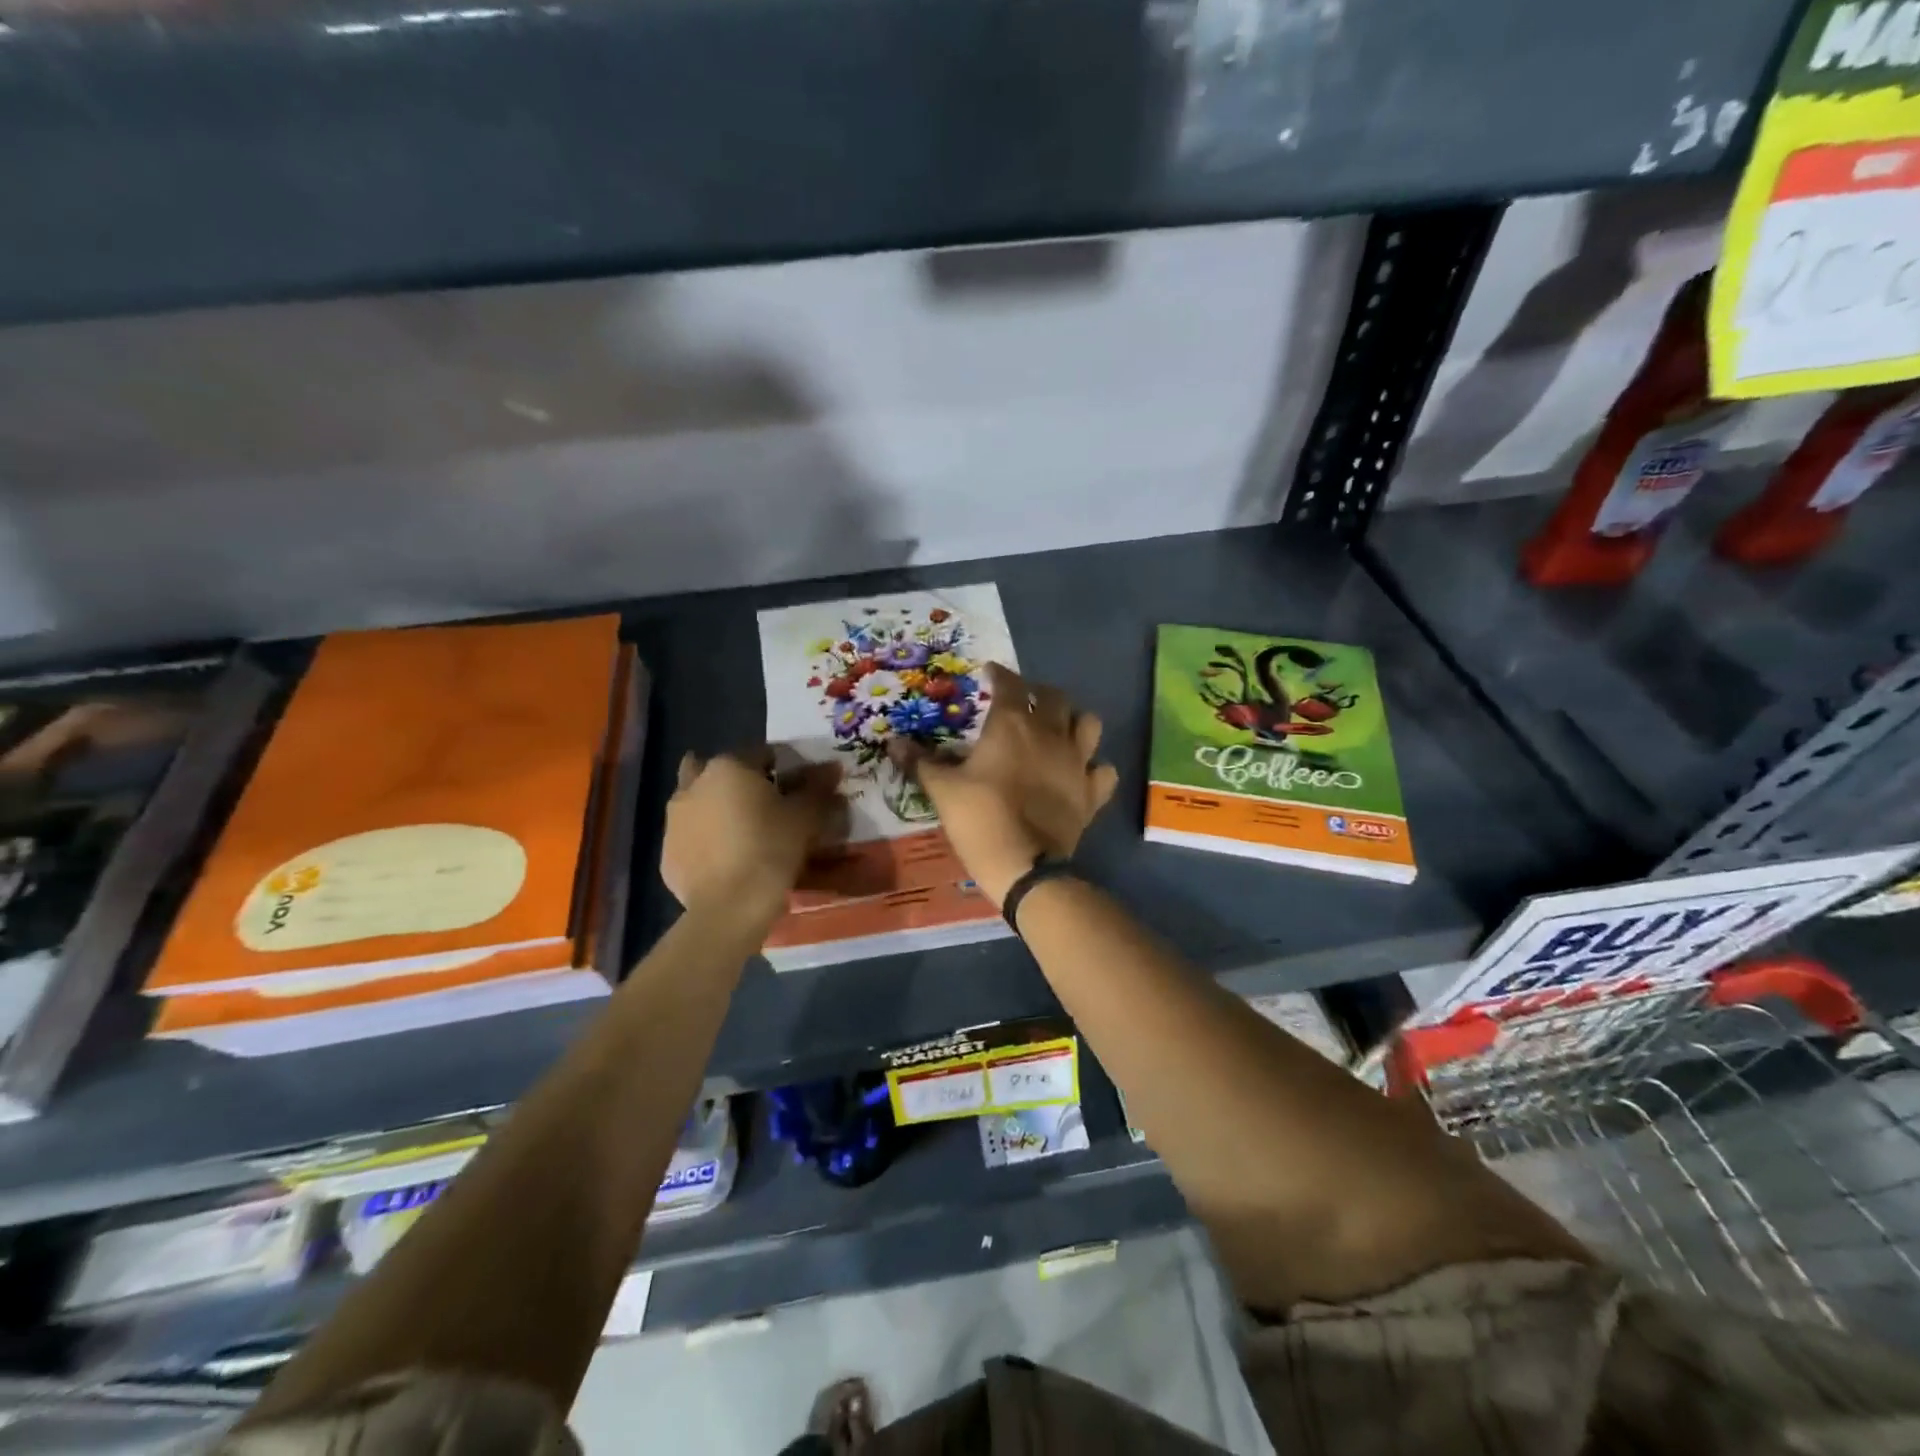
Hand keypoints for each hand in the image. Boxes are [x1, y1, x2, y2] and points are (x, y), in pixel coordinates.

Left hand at [662, 750, 843, 921]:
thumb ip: (817, 787)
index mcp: (729, 767)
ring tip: (743, 835)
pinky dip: (706, 841)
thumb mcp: (806, 816)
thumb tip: (831, 768)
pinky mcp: (666, 854)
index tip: (796, 790)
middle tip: (761, 806)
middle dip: (737, 782)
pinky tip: (726, 861)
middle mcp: (694, 785)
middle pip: (718, 772)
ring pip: (698, 803)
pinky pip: (691, 837)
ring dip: (716, 809)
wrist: (730, 907)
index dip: (782, 769)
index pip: (762, 753)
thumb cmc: (771, 849)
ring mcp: (674, 821)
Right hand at [894, 663, 1117, 906]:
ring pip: (1089, 724)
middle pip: (1055, 697)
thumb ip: (921, 761)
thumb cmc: (979, 818)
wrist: (1024, 865)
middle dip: (1039, 692)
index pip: (1010, 684)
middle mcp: (1050, 734)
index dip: (1000, 675)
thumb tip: (893, 742)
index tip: (990, 673)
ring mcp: (1077, 763)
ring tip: (1059, 729)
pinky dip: (1095, 768)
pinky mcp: (1092, 793)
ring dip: (1075, 721)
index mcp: (1012, 725)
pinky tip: (1082, 773)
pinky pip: (1103, 771)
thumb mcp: (942, 789)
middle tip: (1024, 700)